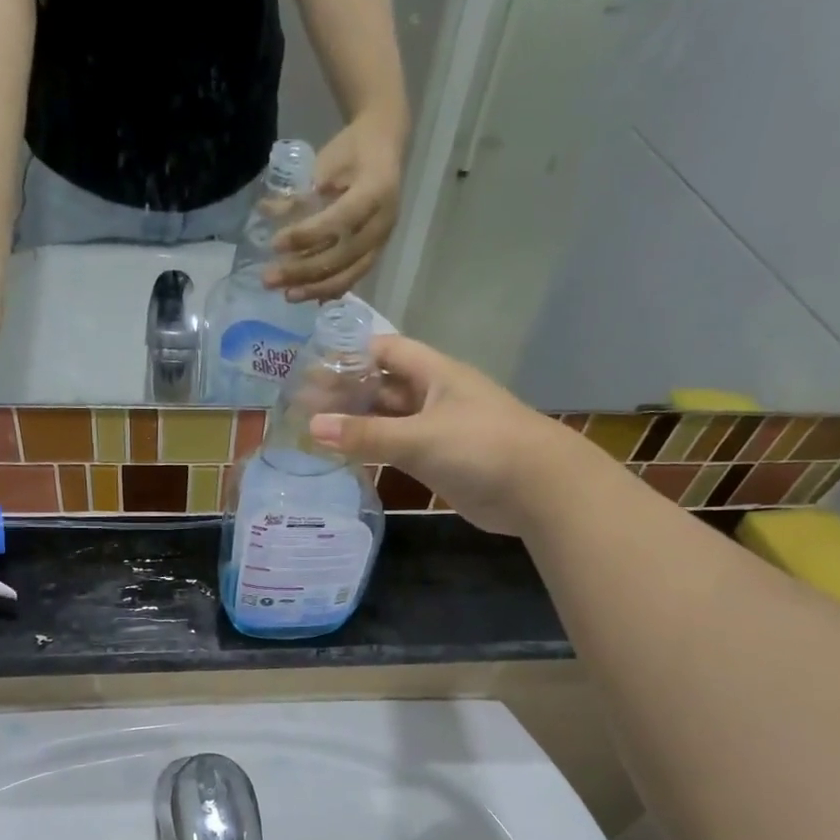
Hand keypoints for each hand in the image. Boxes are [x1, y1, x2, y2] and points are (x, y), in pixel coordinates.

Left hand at [267, 110, 404, 300]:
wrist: (383, 149)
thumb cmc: (351, 151)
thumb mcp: (326, 162)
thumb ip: (301, 192)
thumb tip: (266, 211)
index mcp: (376, 192)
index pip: (339, 221)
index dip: (307, 236)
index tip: (275, 244)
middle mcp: (382, 223)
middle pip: (342, 257)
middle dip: (303, 271)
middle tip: (269, 279)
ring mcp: (380, 243)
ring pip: (347, 274)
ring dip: (314, 288)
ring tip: (286, 295)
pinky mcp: (373, 255)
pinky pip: (351, 278)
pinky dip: (327, 290)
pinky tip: (306, 296)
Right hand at [307, 335, 555, 535]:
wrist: (538, 489)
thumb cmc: (481, 447)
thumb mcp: (419, 437)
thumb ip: (366, 435)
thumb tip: (312, 427)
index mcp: (435, 374)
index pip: (387, 350)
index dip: (351, 354)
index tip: (312, 367)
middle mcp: (434, 397)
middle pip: (384, 386)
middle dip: (347, 393)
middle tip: (302, 406)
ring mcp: (438, 430)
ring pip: (390, 420)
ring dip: (358, 425)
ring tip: (314, 432)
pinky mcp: (440, 461)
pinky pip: (398, 449)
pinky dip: (373, 451)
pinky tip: (346, 458)